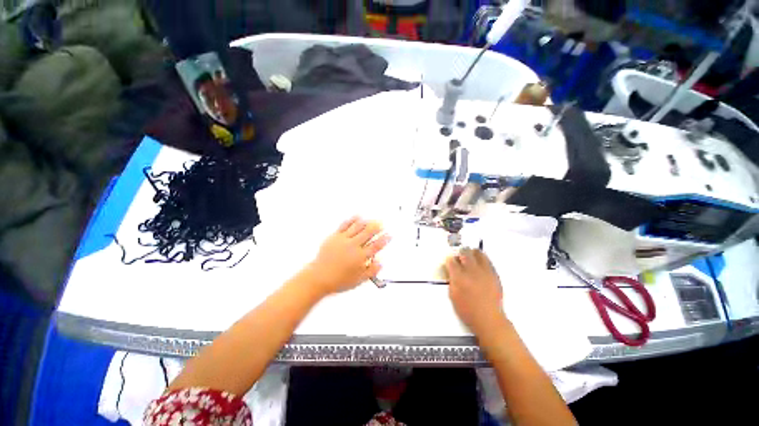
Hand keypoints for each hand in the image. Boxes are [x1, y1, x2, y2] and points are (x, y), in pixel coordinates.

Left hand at [305, 216, 390, 296]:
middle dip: (377, 227)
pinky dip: (352, 220)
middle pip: (368, 233)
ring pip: (358, 227)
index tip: (389, 235)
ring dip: (367, 222)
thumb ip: (371, 271)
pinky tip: (357, 216)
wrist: (319, 277)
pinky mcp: (335, 236)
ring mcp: (344, 240)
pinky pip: (345, 225)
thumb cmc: (338, 280)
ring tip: (372, 220)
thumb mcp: (358, 280)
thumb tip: (380, 263)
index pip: (376, 246)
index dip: (384, 240)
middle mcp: (353, 246)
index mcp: (360, 257)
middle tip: (381, 224)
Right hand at [445, 248, 507, 337]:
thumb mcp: (453, 295)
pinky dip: (482, 259)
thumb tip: (452, 271)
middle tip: (459, 256)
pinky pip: (487, 261)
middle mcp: (471, 271)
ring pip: (478, 253)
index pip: (451, 261)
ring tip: (470, 257)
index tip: (449, 260)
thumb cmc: (468, 310)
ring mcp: (484, 271)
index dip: (449, 259)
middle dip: (460, 252)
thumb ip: (452, 280)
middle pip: (465, 252)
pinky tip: (479, 265)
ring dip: (472, 253)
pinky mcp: (494, 274)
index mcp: (459, 277)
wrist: (489, 319)